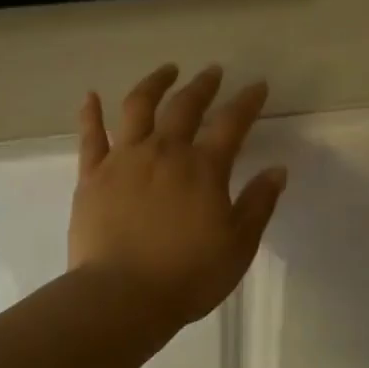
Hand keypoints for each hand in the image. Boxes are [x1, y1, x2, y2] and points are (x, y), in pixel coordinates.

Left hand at [69, 64, 287, 325]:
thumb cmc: (188, 275)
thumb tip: (277, 170)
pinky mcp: (92, 176)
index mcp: (203, 168)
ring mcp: (124, 160)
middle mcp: (164, 152)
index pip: (232, 124)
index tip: (257, 85)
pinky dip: (91, 113)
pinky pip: (90, 136)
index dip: (247, 102)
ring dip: (153, 83)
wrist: (122, 296)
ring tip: (166, 70)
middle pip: (185, 107)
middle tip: (212, 71)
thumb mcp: (238, 245)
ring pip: (138, 108)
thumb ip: (258, 204)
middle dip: (202, 85)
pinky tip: (91, 96)